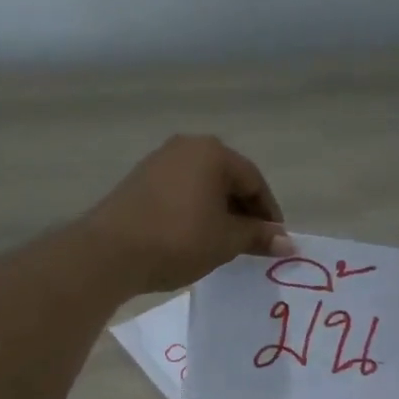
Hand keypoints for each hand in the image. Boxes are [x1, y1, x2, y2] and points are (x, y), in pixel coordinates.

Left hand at [82, 135, 292, 293]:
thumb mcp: (225, 241)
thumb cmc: (178, 240)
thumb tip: (288, 242)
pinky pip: (179, 192)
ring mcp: (158, 161)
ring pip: (202, 186)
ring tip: (223, 243)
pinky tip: (194, 237)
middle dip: (243, 211)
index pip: (254, 181)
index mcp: (213, 152)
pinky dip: (194, 212)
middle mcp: (186, 146)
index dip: (268, 213)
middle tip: (252, 243)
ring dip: (218, 212)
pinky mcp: (138, 181)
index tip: (275, 241)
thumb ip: (258, 236)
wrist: (110, 252)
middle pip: (227, 179)